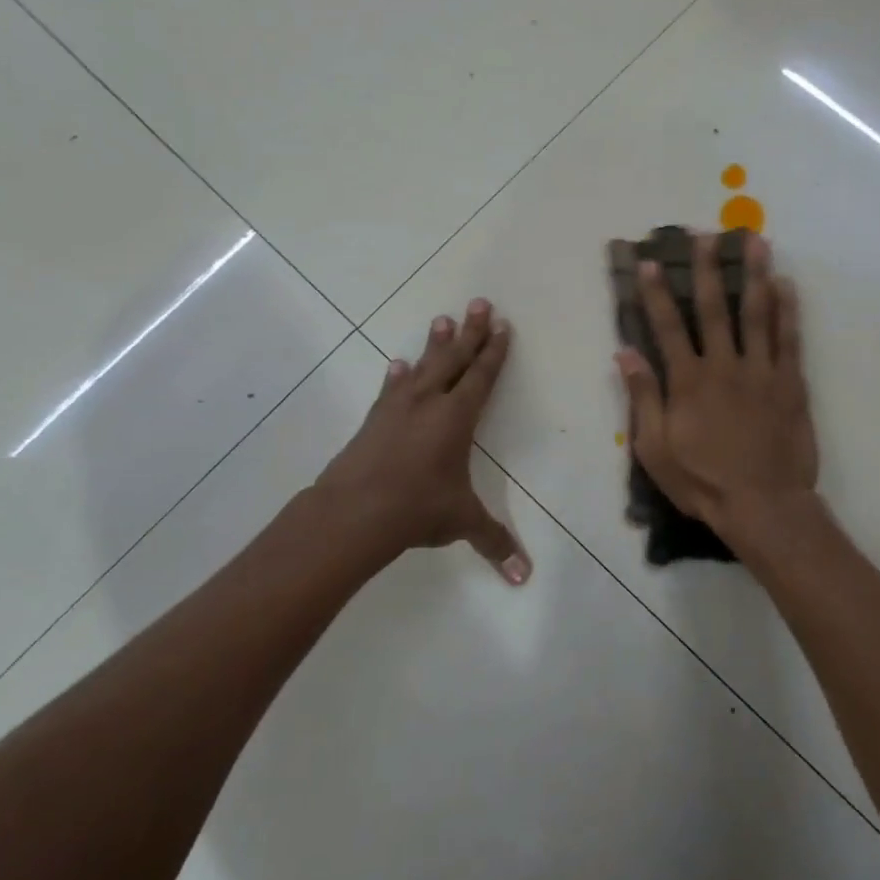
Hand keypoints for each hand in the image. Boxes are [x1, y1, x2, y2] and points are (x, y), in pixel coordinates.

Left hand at [316, 299, 530, 583]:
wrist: (354, 512)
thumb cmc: (417, 509)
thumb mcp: (461, 522)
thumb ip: (495, 542)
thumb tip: (524, 578)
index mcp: (457, 418)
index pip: (481, 377)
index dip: (494, 352)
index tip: (502, 326)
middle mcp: (429, 403)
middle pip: (454, 359)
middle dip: (470, 331)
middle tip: (479, 302)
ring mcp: (397, 408)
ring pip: (422, 367)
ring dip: (434, 344)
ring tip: (442, 319)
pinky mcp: (374, 420)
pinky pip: (390, 390)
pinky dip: (395, 376)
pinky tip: (396, 364)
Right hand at [616, 233, 818, 542]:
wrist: (763, 504)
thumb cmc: (702, 482)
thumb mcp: (655, 448)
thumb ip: (642, 397)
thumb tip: (625, 353)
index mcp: (688, 381)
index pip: (668, 327)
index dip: (657, 293)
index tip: (650, 262)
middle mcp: (724, 366)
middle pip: (715, 308)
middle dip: (707, 269)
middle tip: (705, 235)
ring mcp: (762, 371)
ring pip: (758, 313)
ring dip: (755, 274)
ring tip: (755, 241)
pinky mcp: (791, 383)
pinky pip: (789, 338)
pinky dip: (788, 309)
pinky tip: (786, 284)